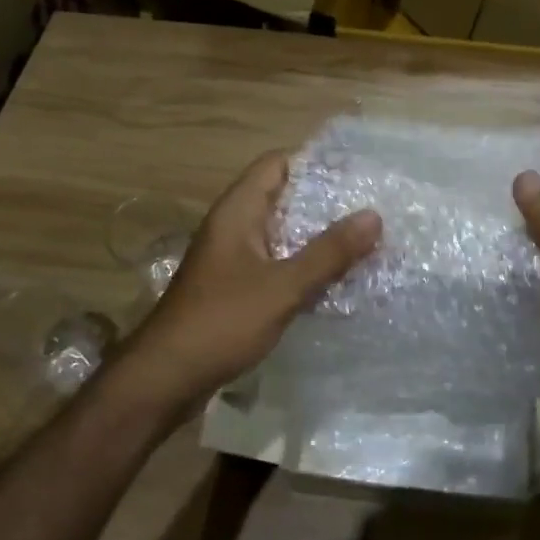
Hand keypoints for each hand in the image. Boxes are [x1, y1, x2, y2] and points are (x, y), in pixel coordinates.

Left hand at [125, 151, 380, 412]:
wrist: (165, 378)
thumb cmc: (222, 322)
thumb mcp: (283, 286)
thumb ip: (329, 252)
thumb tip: (374, 215)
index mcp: (238, 212)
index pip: (277, 163)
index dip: (314, 162)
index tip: (357, 171)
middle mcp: (234, 226)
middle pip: (283, 197)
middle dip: (325, 201)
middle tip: (371, 207)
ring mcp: (233, 258)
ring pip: (282, 233)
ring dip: (317, 236)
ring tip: (364, 240)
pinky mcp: (236, 287)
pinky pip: (277, 262)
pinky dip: (304, 264)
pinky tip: (336, 279)